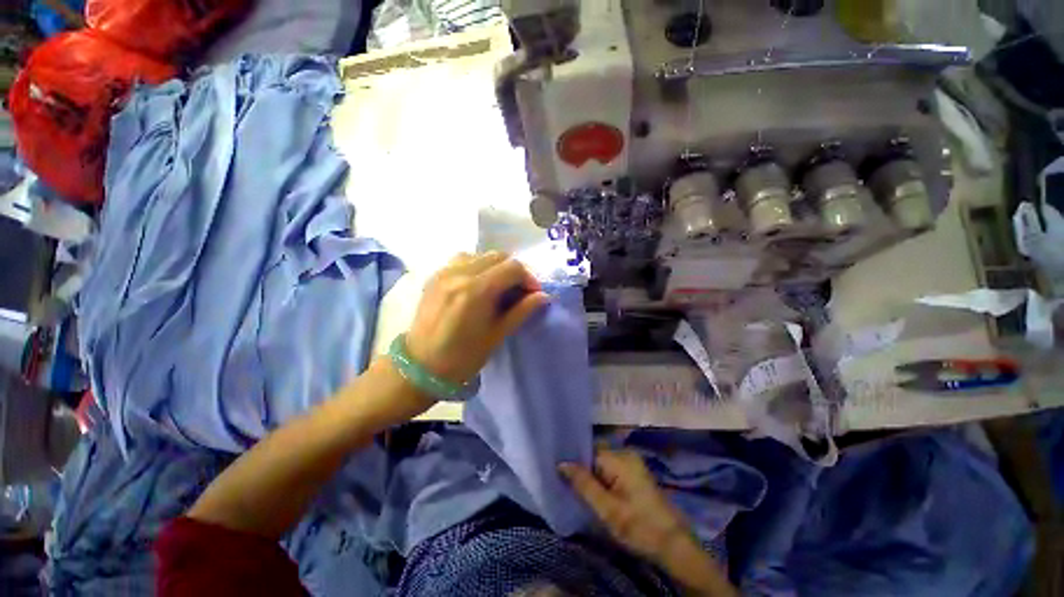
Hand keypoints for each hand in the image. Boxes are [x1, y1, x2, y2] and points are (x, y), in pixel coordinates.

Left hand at [405, 252, 549, 385]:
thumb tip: (544, 296)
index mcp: (477, 290)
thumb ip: (522, 310)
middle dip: (514, 271)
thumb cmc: (463, 356)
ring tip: (499, 286)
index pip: (513, 267)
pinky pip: (463, 259)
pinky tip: (478, 283)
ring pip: (481, 255)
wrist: (420, 366)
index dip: (529, 278)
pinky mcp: (435, 275)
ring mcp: (444, 271)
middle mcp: (459, 273)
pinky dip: (478, 266)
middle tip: (519, 291)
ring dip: (496, 266)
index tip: (534, 294)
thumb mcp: (497, 335)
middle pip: (498, 256)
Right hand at [559, 449, 691, 563]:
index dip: (574, 461)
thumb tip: (561, 463)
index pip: (588, 450)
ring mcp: (633, 462)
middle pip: (595, 455)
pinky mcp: (636, 473)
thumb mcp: (607, 509)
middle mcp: (626, 453)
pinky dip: (603, 479)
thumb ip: (583, 484)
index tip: (561, 474)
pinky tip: (598, 494)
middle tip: (570, 487)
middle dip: (583, 469)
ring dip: (593, 476)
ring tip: (581, 492)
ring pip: (603, 463)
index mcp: (619, 457)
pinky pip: (612, 469)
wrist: (674, 544)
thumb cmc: (639, 526)